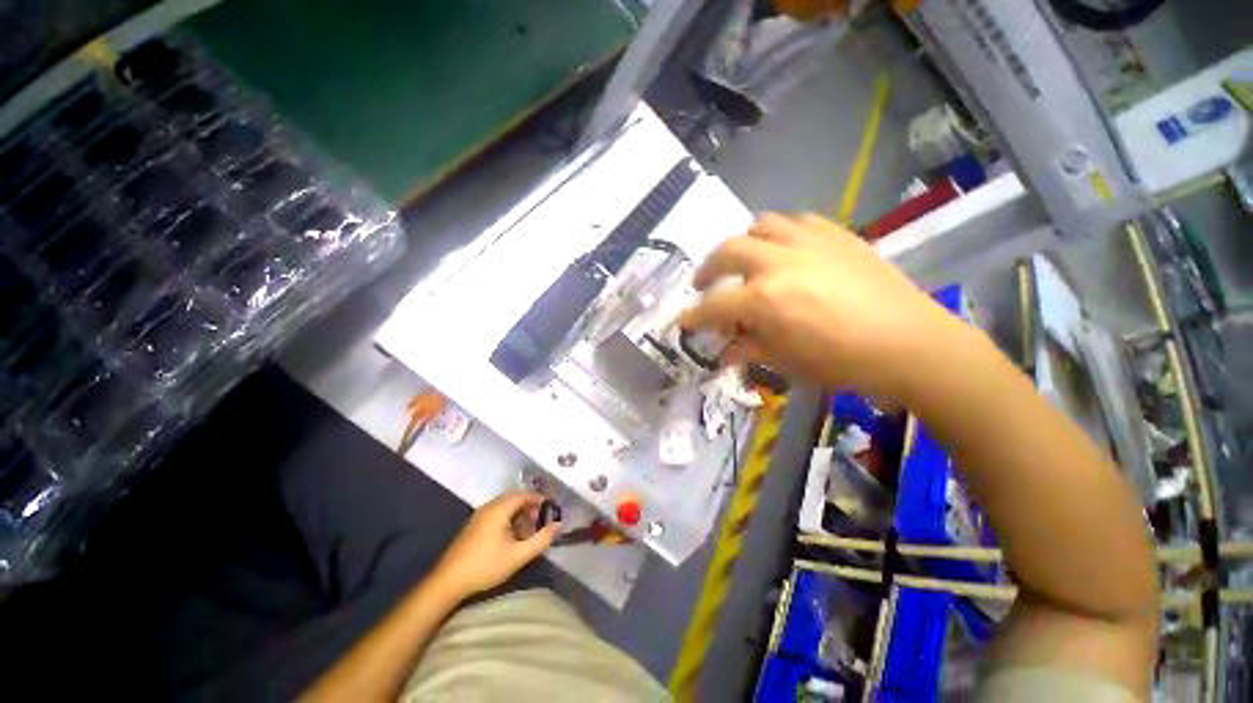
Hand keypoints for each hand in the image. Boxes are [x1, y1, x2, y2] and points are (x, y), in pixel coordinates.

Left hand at [431, 491, 559, 598]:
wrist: (447, 583)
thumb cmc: (485, 566)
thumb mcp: (518, 555)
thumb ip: (541, 539)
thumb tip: (559, 525)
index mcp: (499, 508)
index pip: (524, 494)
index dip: (540, 499)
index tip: (552, 509)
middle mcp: (489, 507)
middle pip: (514, 498)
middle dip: (530, 507)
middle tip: (541, 521)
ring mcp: (479, 516)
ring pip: (505, 507)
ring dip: (519, 515)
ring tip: (529, 532)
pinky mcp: (473, 527)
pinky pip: (496, 514)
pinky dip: (509, 520)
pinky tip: (512, 538)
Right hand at [680, 213, 963, 400]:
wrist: (911, 344)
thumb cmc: (843, 362)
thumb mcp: (787, 362)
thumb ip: (748, 350)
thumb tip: (724, 352)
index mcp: (764, 299)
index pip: (713, 306)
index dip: (693, 316)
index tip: (682, 321)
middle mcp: (778, 262)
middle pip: (727, 252)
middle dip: (707, 269)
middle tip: (703, 284)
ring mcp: (809, 243)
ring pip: (761, 225)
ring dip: (743, 242)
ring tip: (744, 259)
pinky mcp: (836, 235)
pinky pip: (798, 221)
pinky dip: (780, 233)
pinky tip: (784, 248)